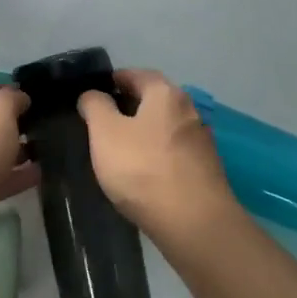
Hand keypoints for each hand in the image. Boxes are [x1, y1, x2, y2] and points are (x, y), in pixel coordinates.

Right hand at [79, 69, 234, 242]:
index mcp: (166, 93)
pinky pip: (173, 153)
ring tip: (117, 151)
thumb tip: (93, 94)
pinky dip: (155, 156)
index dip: (111, 81)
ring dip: (142, 133)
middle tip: (99, 124)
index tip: (91, 96)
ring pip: (163, 128)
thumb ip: (95, 106)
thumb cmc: (143, 168)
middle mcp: (189, 110)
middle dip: (127, 108)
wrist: (193, 223)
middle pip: (152, 100)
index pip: (136, 74)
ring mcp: (201, 141)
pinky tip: (141, 174)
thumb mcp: (105, 132)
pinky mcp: (205, 170)